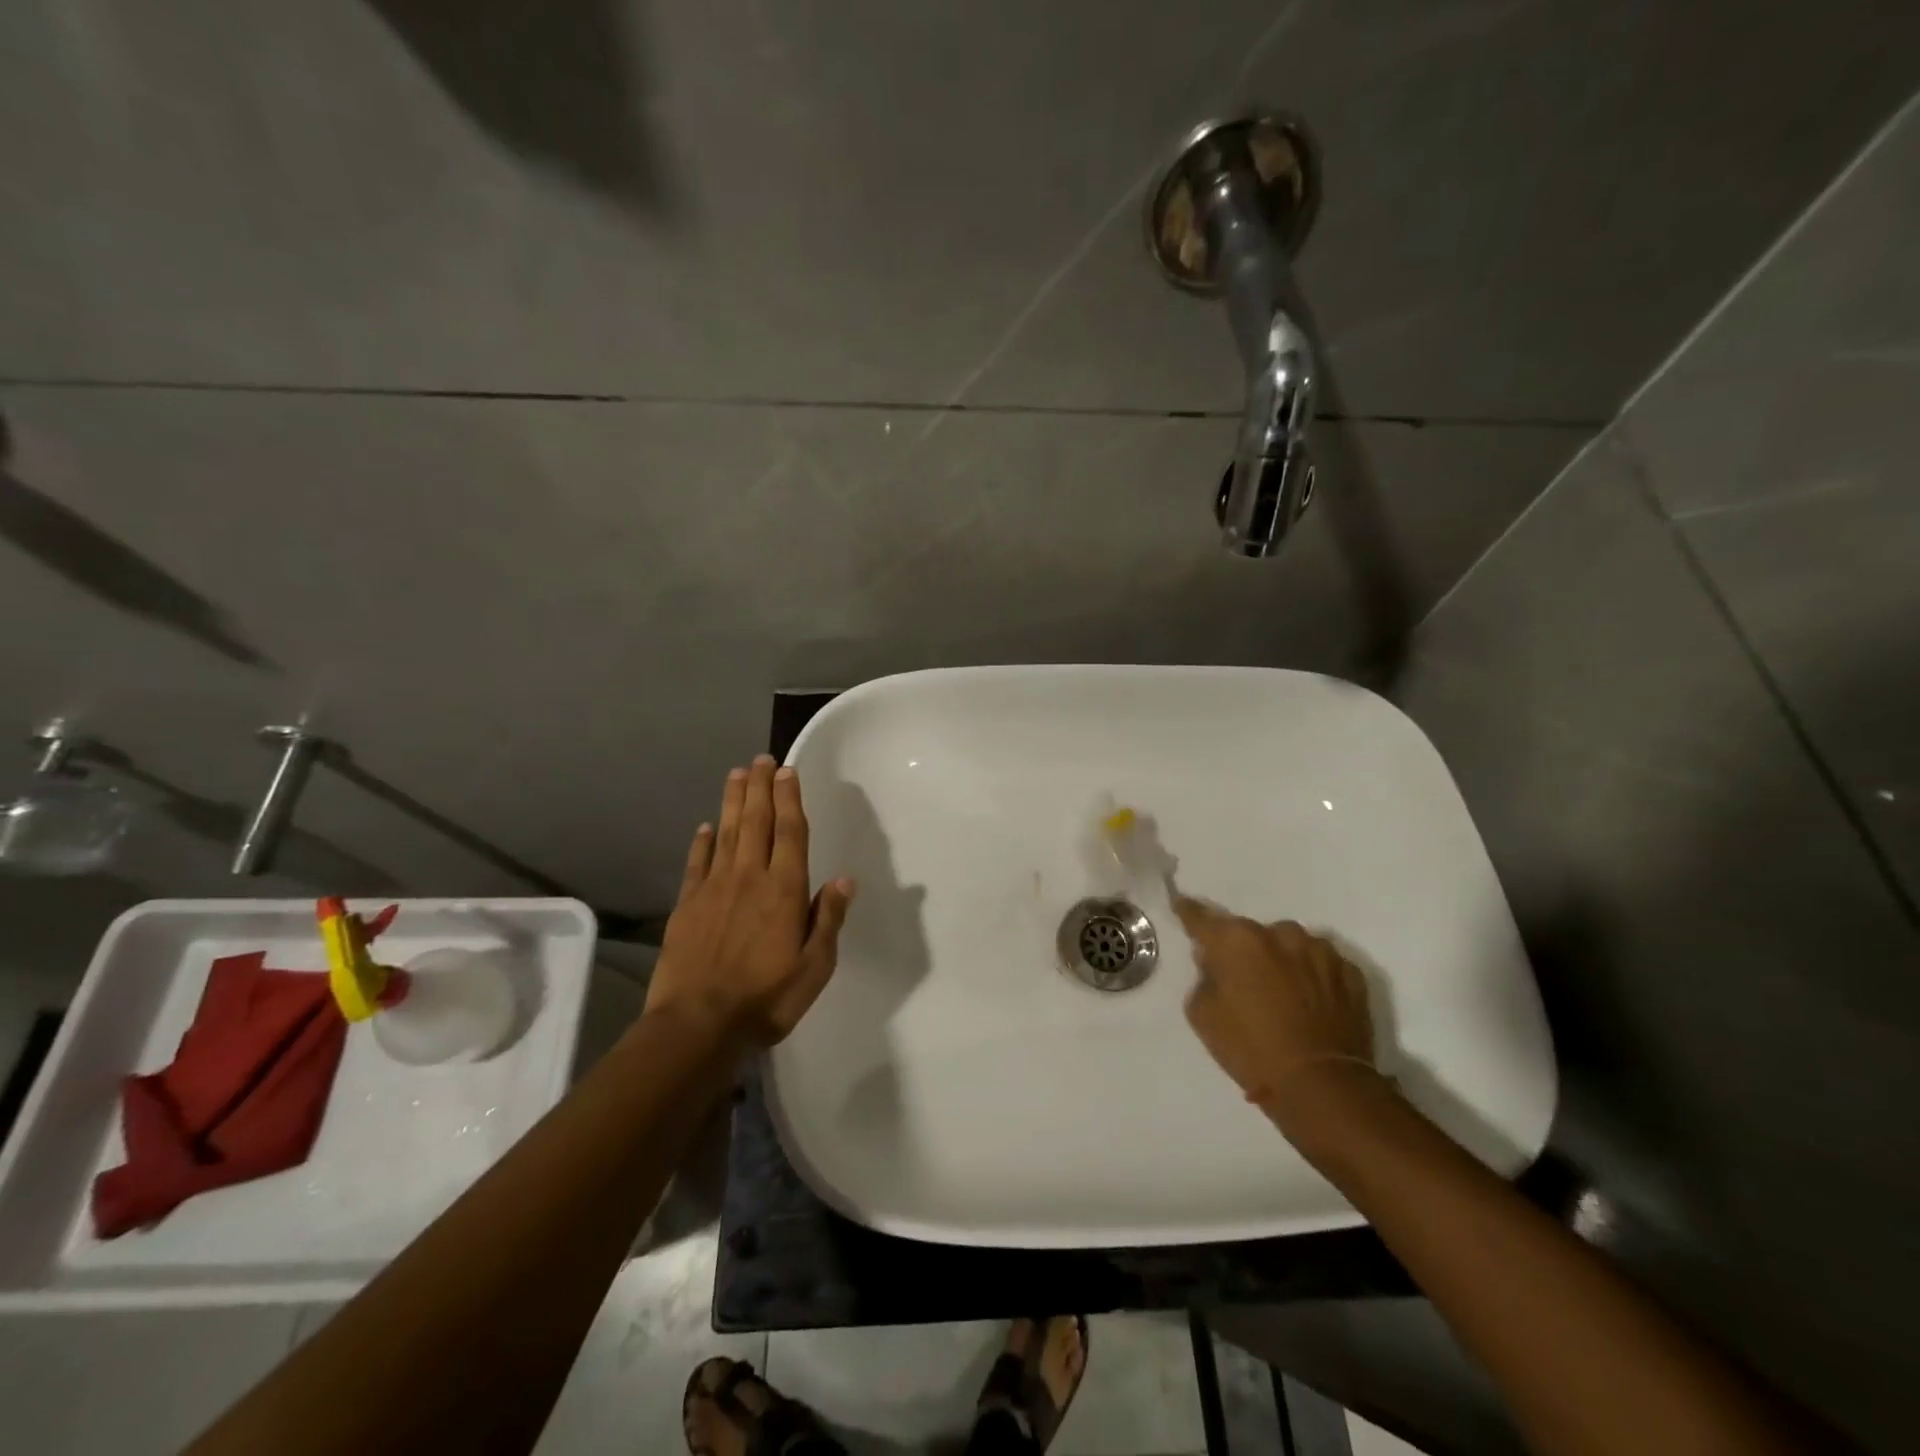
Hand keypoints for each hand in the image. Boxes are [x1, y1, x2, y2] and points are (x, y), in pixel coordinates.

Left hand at [646, 756, 855, 1046]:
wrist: (697, 1025)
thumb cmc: (766, 998)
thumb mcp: (814, 967)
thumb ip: (827, 919)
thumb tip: (844, 879)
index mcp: (784, 891)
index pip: (789, 833)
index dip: (790, 800)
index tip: (789, 771)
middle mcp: (749, 878)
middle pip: (755, 822)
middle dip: (761, 788)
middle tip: (762, 759)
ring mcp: (713, 889)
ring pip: (726, 833)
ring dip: (733, 802)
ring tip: (737, 774)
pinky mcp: (687, 905)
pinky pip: (697, 863)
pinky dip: (702, 841)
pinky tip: (706, 826)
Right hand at [1174, 895, 1381, 1121]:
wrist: (1322, 1086)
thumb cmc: (1251, 1049)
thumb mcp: (1203, 1015)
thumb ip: (1204, 978)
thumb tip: (1214, 963)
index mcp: (1237, 939)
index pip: (1202, 917)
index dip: (1189, 912)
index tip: (1181, 905)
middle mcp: (1279, 933)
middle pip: (1251, 934)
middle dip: (1244, 951)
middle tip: (1243, 981)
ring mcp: (1320, 950)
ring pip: (1289, 946)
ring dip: (1281, 961)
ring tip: (1283, 996)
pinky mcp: (1351, 972)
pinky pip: (1321, 965)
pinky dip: (1312, 977)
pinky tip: (1310, 1005)